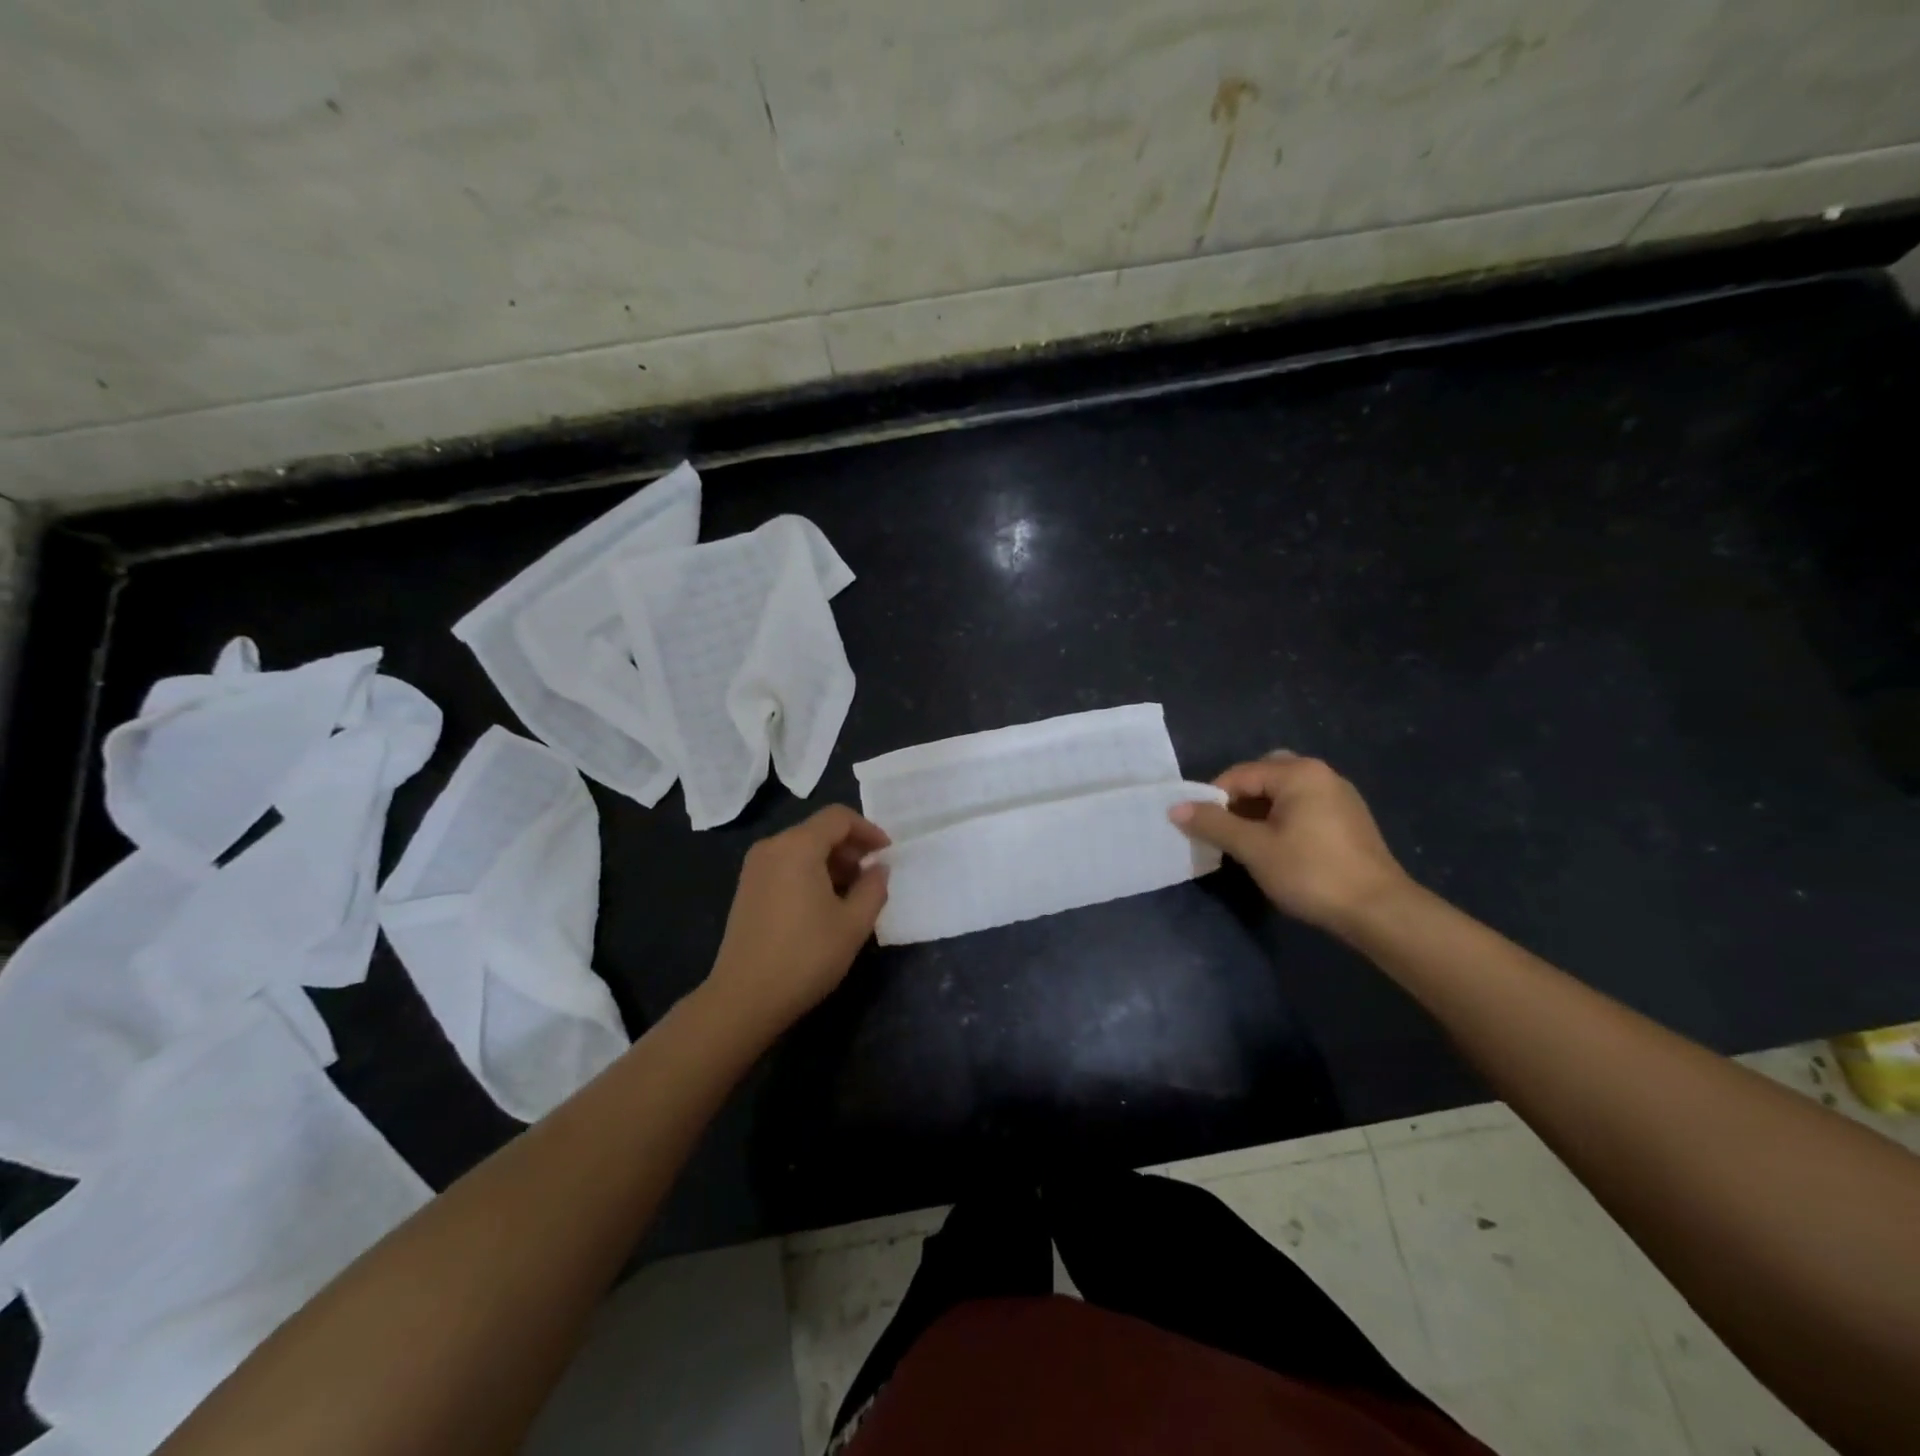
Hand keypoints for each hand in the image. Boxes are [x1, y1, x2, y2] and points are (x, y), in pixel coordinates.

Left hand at [706, 805, 890, 1033]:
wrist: (744, 998)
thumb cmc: (805, 956)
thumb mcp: (853, 923)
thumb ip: (874, 888)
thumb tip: (878, 868)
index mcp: (798, 846)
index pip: (839, 817)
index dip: (868, 830)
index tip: (887, 854)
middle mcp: (772, 847)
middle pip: (819, 830)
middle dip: (850, 848)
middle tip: (872, 876)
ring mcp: (755, 868)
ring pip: (802, 848)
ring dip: (831, 862)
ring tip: (852, 894)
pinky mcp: (747, 888)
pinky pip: (786, 865)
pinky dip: (810, 872)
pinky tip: (823, 905)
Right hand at [1170, 752, 1413, 934]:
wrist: (1379, 911)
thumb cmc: (1311, 872)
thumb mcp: (1253, 848)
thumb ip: (1213, 824)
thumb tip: (1175, 808)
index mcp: (1298, 773)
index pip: (1240, 774)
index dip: (1213, 798)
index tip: (1199, 827)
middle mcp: (1321, 774)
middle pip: (1264, 776)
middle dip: (1238, 800)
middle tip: (1225, 830)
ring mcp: (1339, 796)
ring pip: (1284, 793)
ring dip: (1260, 811)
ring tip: (1246, 843)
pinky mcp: (1349, 819)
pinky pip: (1303, 807)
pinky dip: (1282, 819)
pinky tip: (1278, 848)